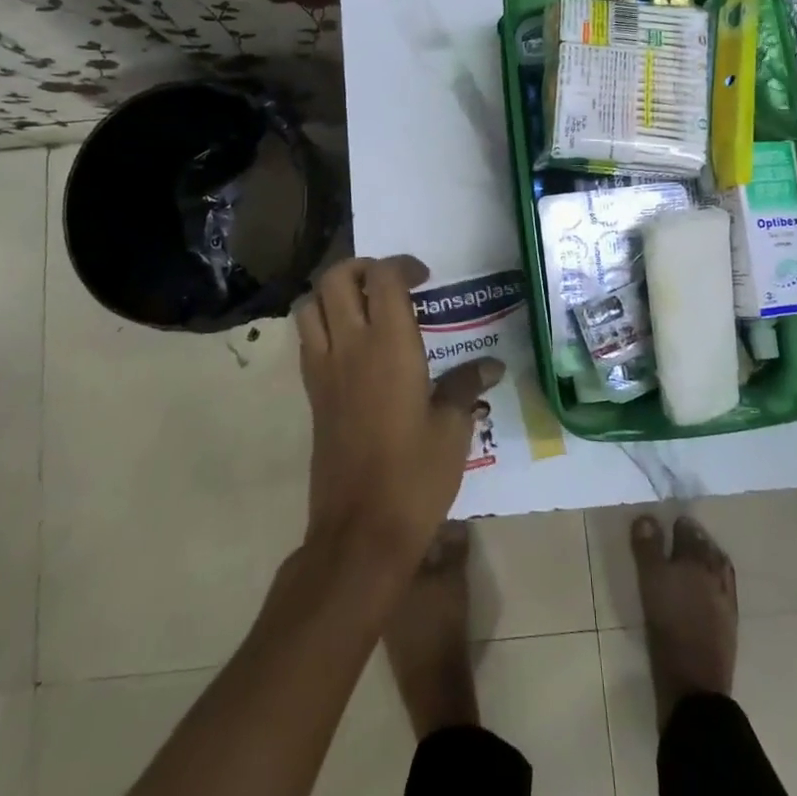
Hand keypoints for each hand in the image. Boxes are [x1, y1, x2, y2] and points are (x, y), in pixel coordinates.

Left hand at [294, 256, 503, 571]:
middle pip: (336, 278)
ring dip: (333, 292)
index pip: (383, 278)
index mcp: (388, 345)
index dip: (401, 265)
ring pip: (310, 305)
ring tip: (363, 305)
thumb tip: (490, 366)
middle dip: (361, 267)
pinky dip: (322, 323)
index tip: (424, 277)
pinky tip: (351, 344)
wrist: (360, 530)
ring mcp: (324, 370)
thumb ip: (465, 387)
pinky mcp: (312, 394)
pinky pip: (306, 339)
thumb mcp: (452, 429)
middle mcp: (349, 346)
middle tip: (390, 282)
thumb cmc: (415, 476)